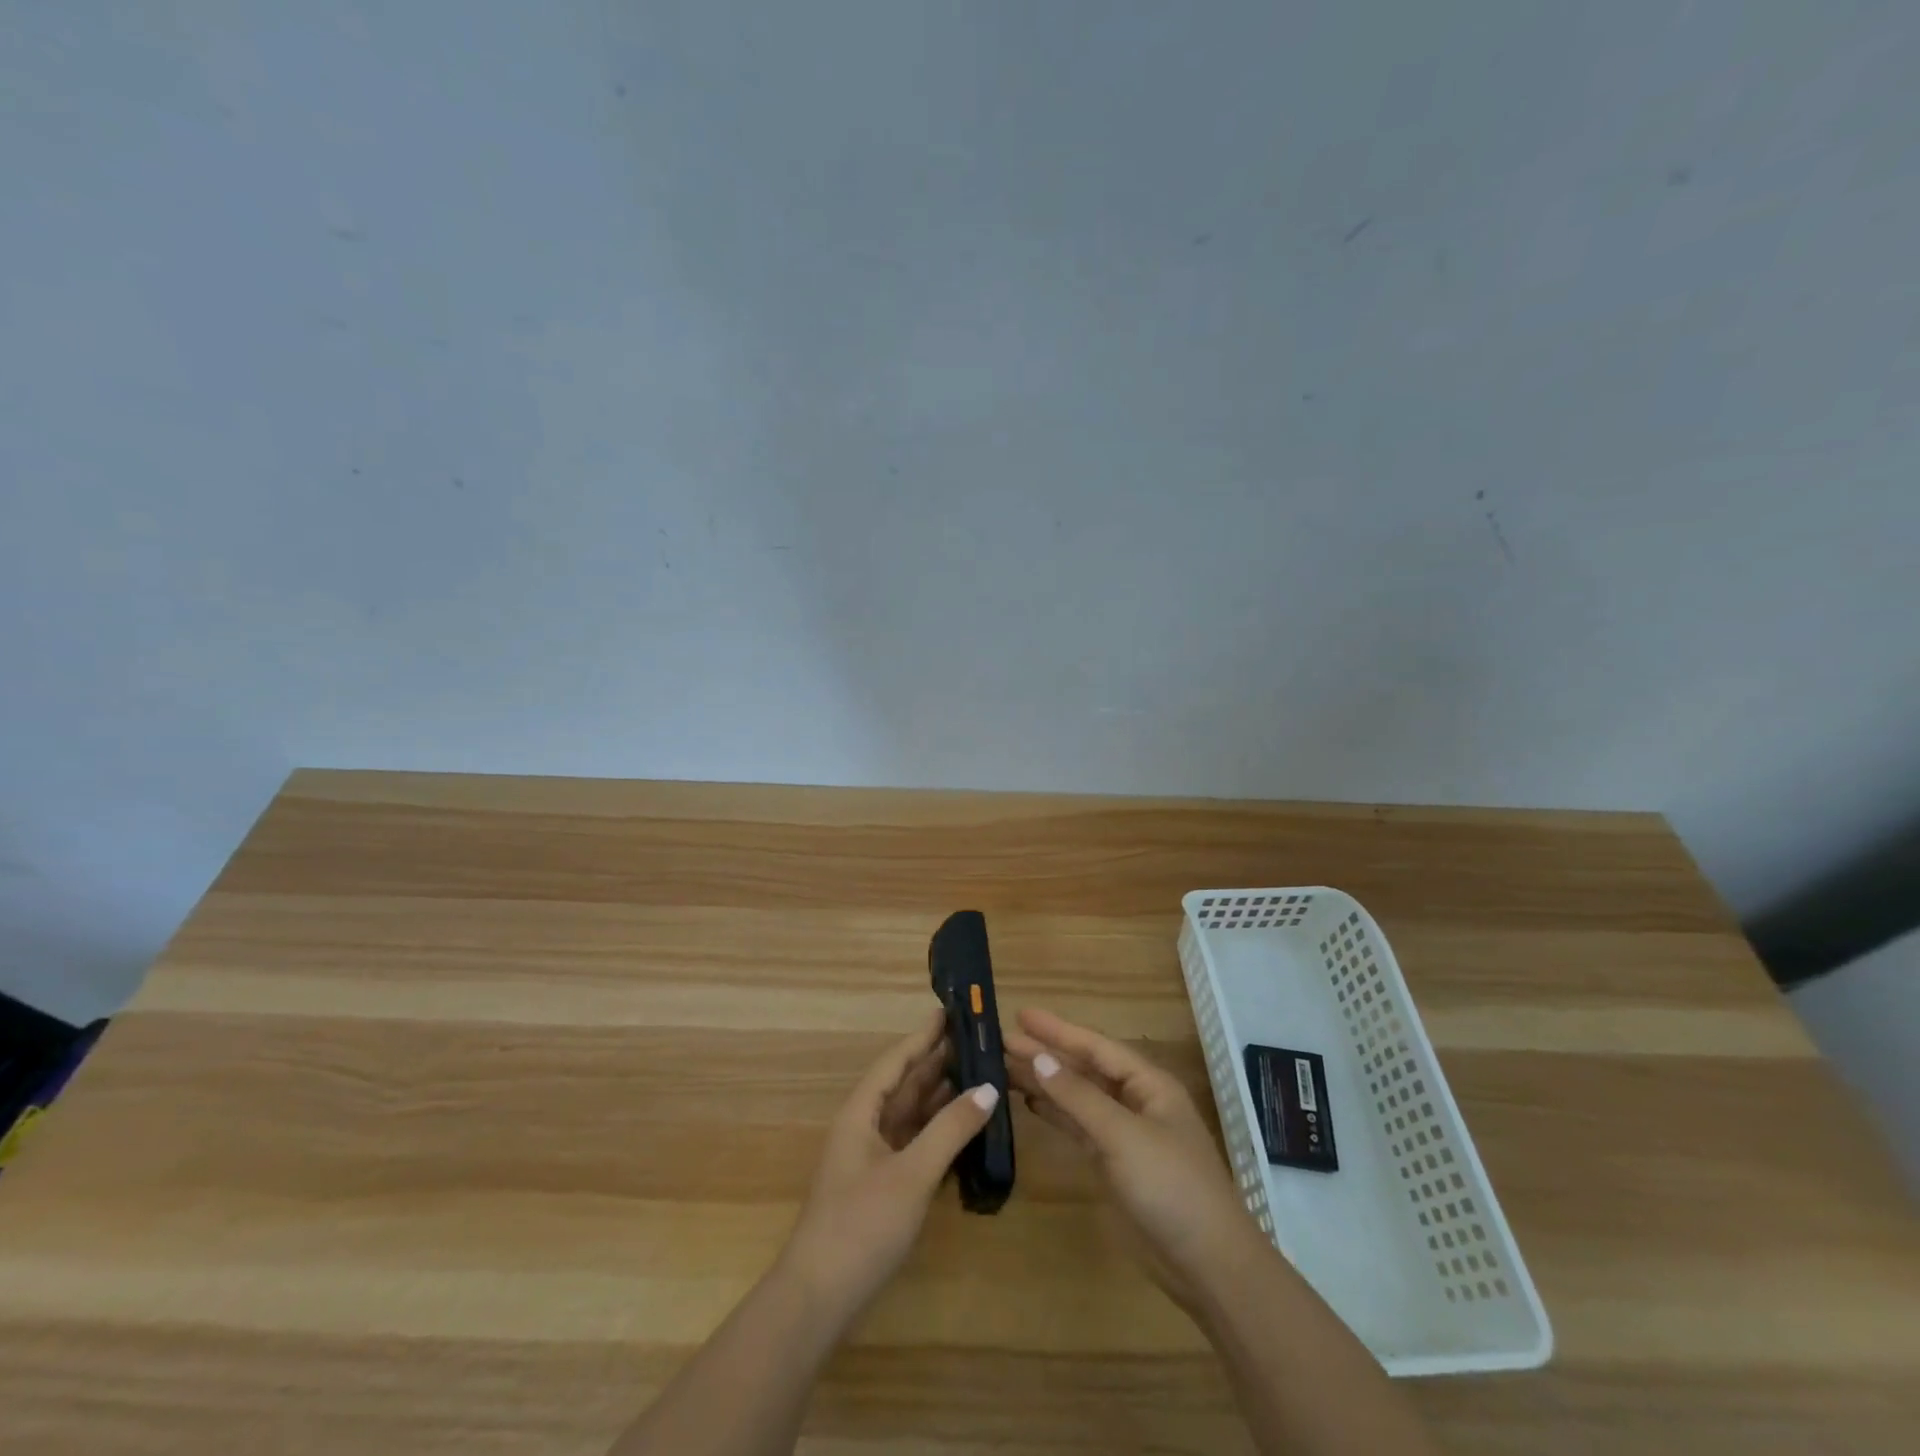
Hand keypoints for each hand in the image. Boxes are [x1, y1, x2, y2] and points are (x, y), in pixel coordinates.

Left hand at [779, 1007, 999, 1319]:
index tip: (950, 1011)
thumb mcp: (912, 1174)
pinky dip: (939, 1133)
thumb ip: (951, 1130)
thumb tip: (988, 1089)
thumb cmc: (861, 1224)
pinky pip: (914, 1144)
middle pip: (905, 1084)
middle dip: (938, 1062)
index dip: (924, 1035)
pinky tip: (965, 1130)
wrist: (818, 1299)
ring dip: (941, 1097)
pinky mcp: (881, 1186)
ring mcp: (872, 1158)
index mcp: (862, 1112)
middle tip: (977, 1042)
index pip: (897, 1060)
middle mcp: (866, 1126)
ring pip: (911, 1115)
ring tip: (980, 1076)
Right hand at [1006, 1008, 1262, 1309]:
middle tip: (1002, 1041)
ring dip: (1045, 1083)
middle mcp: (1135, 1101)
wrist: (1208, 1265)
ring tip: (1005, 1068)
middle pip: (1084, 1069)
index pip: (1096, 1047)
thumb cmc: (1171, 1186)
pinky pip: (1079, 1127)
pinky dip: (1055, 1114)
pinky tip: (1031, 1104)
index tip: (1020, 1015)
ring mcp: (1125, 1134)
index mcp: (1148, 1084)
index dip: (1058, 1030)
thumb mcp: (1123, 1136)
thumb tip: (1039, 1058)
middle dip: (1046, 1054)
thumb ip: (1078, 1097)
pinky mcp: (1114, 1165)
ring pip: (1078, 1098)